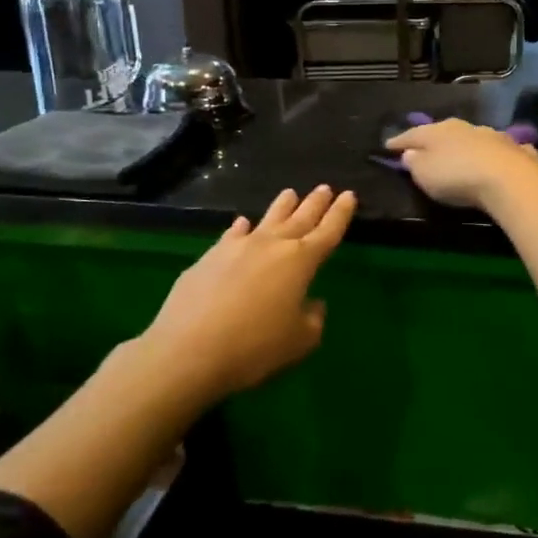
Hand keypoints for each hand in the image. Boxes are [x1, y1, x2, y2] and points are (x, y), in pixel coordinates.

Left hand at [138, 185, 356, 395]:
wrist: (188, 350)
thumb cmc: (255, 347)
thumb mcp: (299, 342)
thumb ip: (313, 320)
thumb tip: (312, 304)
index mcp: (300, 261)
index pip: (328, 231)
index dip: (340, 214)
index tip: (349, 195)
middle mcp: (271, 245)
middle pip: (300, 218)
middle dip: (315, 203)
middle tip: (325, 188)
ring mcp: (237, 247)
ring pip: (267, 219)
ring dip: (282, 206)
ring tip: (290, 193)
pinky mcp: (209, 257)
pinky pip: (232, 235)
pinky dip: (241, 228)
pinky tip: (242, 224)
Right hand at [385, 118, 537, 209]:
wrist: (509, 178)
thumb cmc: (456, 176)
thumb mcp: (425, 174)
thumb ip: (415, 162)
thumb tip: (410, 153)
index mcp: (437, 131)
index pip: (412, 134)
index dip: (399, 141)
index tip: (387, 146)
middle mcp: (464, 127)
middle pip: (442, 131)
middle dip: (432, 139)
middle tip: (423, 147)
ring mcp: (492, 135)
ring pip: (470, 137)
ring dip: (462, 145)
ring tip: (457, 155)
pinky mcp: (515, 149)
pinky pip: (497, 149)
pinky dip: (490, 154)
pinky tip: (492, 159)